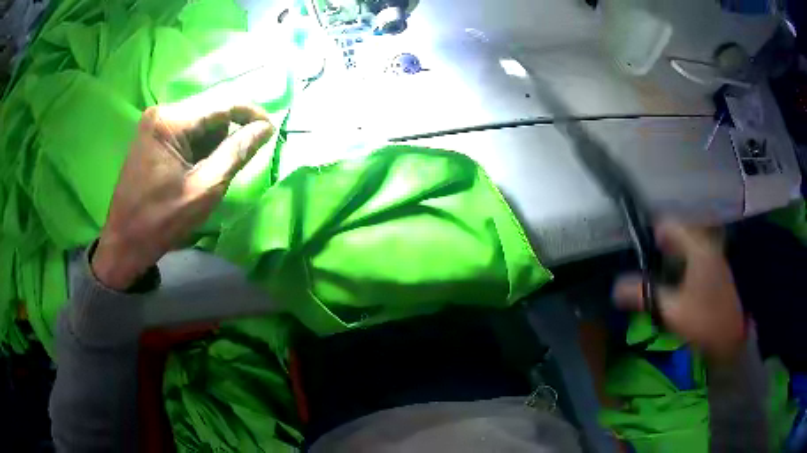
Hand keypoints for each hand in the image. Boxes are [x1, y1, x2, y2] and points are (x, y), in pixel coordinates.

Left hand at [92, 99, 273, 290]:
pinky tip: (196, 168)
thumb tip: (265, 128)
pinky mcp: (152, 134)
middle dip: (229, 131)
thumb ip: (236, 153)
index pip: (222, 103)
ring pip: (200, 119)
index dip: (251, 114)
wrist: (124, 243)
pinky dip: (200, 145)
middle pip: (211, 108)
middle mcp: (162, 112)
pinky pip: (187, 129)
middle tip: (237, 161)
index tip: (271, 131)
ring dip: (214, 140)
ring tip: (211, 171)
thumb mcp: (204, 189)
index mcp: (170, 122)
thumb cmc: (161, 221)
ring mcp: (155, 122)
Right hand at [613, 221, 745, 359]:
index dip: (648, 233)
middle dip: (657, 245)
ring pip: (685, 243)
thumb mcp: (671, 310)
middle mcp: (707, 242)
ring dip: (669, 254)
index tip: (636, 250)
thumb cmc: (705, 321)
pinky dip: (680, 262)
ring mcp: (713, 253)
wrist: (733, 339)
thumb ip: (644, 295)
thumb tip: (615, 288)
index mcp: (697, 246)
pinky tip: (673, 281)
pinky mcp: (715, 266)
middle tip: (643, 264)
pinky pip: (693, 254)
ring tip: (655, 273)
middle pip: (676, 232)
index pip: (667, 223)